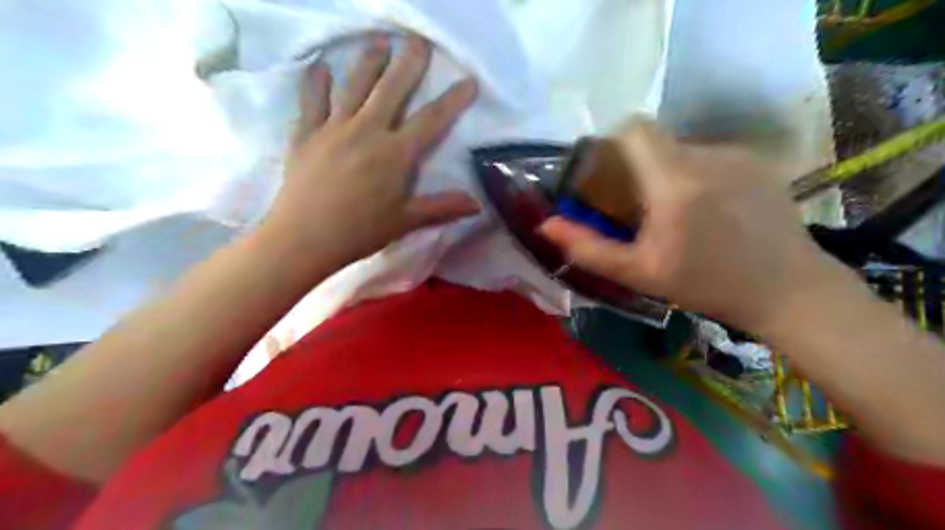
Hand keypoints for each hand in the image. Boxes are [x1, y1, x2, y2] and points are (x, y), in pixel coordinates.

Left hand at [258, 32, 480, 268]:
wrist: (304, 237)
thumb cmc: (360, 231)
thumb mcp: (406, 221)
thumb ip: (442, 208)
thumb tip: (477, 204)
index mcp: (396, 153)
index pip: (432, 120)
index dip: (453, 100)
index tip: (468, 80)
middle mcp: (367, 130)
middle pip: (392, 89)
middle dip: (409, 63)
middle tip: (418, 40)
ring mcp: (334, 128)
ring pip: (354, 86)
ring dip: (369, 62)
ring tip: (378, 42)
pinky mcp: (306, 134)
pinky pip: (312, 101)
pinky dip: (316, 82)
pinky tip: (320, 67)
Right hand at [538, 122, 840, 332]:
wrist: (787, 289)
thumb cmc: (705, 285)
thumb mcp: (638, 273)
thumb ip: (588, 247)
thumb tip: (546, 224)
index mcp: (674, 182)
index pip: (634, 129)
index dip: (614, 144)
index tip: (610, 175)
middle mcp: (706, 155)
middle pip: (656, 142)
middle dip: (639, 168)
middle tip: (642, 208)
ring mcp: (737, 154)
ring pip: (682, 149)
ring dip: (668, 173)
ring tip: (680, 215)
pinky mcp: (758, 160)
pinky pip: (710, 156)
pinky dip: (697, 175)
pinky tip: (710, 210)